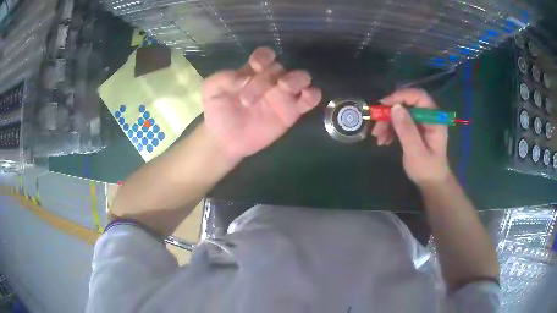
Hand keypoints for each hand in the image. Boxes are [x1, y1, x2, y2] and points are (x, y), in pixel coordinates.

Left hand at [202, 47, 321, 159]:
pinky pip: (309, 100)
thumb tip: (243, 77)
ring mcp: (283, 95)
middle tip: (248, 100)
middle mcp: (270, 79)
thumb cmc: (218, 111)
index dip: (264, 57)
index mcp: (252, 71)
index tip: (256, 67)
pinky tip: (307, 97)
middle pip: (280, 68)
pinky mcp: (292, 112)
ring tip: (283, 90)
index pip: (265, 55)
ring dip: (296, 80)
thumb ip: (223, 78)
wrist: (224, 139)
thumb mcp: (211, 91)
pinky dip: (313, 95)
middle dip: (267, 79)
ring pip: (301, 78)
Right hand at [371, 88, 450, 185]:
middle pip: (407, 104)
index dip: (401, 96)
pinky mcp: (415, 128)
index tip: (384, 105)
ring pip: (401, 113)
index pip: (418, 96)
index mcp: (434, 119)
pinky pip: (400, 122)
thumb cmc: (427, 170)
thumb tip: (394, 107)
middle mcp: (428, 116)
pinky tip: (383, 140)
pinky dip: (390, 129)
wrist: (431, 183)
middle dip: (390, 113)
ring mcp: (421, 122)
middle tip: (376, 125)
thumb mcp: (416, 152)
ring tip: (378, 138)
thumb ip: (407, 130)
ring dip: (387, 123)